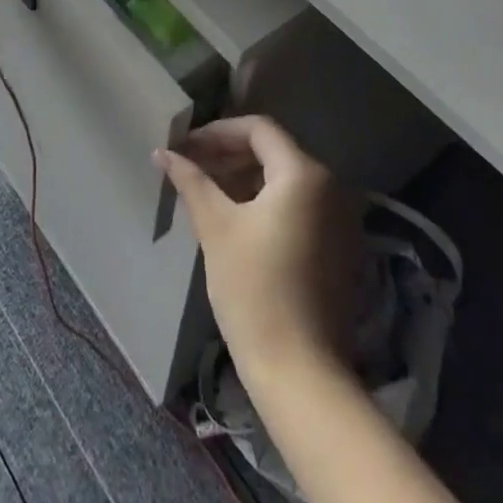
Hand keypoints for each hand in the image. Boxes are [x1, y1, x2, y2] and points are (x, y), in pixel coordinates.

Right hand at [153, 116, 358, 383]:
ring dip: (244, 178)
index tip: (186, 146)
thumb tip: (163, 151)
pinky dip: (266, 202)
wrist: (300, 373)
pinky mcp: (338, 247)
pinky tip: (234, 219)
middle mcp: (330, 187)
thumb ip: (191, 181)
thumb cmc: (254, 289)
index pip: (259, 129)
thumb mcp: (216, 228)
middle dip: (228, 155)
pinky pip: (298, 206)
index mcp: (304, 174)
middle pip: (273, 152)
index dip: (218, 131)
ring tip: (205, 192)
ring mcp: (339, 219)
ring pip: (284, 180)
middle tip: (189, 167)